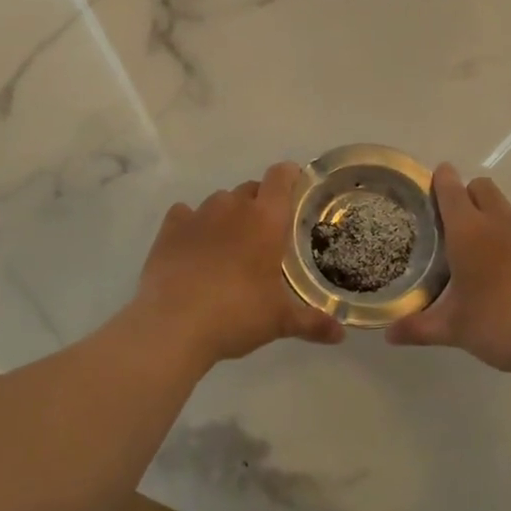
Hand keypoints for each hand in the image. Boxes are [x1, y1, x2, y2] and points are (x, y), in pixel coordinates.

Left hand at [131, 161, 343, 367]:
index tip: (296, 189)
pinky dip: (192, 224)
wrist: (174, 325)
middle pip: (251, 189)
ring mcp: (198, 215)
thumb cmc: (237, 314)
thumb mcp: (279, 321)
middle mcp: (232, 207)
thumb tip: (341, 334)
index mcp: (266, 219)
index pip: (281, 177)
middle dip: (260, 204)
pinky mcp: (169, 229)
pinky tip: (193, 247)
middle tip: (265, 235)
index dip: (289, 176)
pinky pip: (184, 214)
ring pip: (219, 201)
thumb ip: (312, 322)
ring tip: (229, 245)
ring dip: (228, 215)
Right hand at [387, 163, 510, 379]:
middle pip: (482, 187)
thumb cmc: (499, 325)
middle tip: (453, 222)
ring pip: (506, 208)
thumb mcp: (453, 329)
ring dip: (491, 216)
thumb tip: (388, 334)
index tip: (432, 180)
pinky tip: (509, 273)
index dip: (440, 180)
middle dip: (467, 193)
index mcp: (469, 232)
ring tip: (480, 250)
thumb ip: (418, 327)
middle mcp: (500, 224)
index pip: (451, 190)